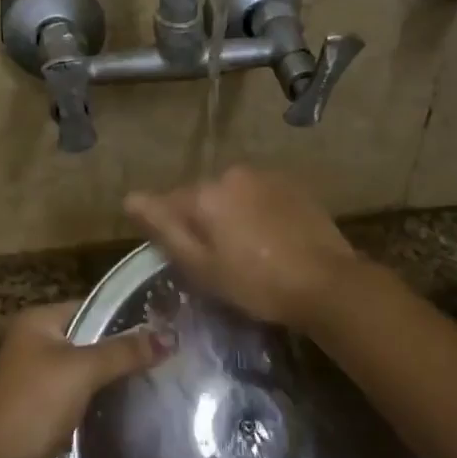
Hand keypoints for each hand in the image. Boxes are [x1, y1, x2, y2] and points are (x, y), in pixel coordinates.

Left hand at [0, 302, 164, 457]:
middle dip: (125, 348)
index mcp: (38, 322)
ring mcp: (40, 379)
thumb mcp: (82, 370)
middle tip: (169, 353)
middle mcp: (36, 344)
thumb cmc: (35, 405)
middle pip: (91, 339)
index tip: (164, 324)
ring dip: (116, 377)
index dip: (126, 314)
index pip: (91, 306)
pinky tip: (137, 405)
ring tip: (162, 376)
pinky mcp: (46, 411)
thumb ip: (125, 351)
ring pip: (88, 371)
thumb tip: (170, 336)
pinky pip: (83, 397)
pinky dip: (104, 400)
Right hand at [124, 166, 357, 330]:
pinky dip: (258, 212)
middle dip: (203, 222)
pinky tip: (272, 240)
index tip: (186, 259)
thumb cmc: (256, 283)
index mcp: (205, 194)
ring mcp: (266, 176)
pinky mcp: (293, 185)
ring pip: (233, 194)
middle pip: (202, 197)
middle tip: (219, 261)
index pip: (168, 205)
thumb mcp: (201, 267)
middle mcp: (232, 174)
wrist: (327, 283)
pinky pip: (260, 195)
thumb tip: (129, 198)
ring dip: (232, 215)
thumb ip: (164, 228)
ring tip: (249, 251)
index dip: (172, 233)